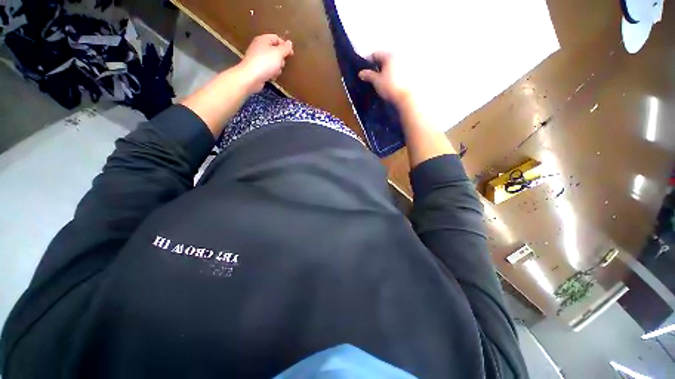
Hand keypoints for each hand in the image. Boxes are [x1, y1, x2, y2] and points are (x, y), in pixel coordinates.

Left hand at [238, 34, 293, 91]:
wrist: (251, 77)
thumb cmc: (265, 63)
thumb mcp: (278, 53)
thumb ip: (285, 48)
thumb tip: (289, 43)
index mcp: (263, 40)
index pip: (276, 38)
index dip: (284, 45)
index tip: (291, 54)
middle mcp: (259, 47)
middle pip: (275, 50)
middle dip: (280, 58)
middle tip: (281, 64)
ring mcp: (257, 58)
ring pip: (272, 61)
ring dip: (277, 67)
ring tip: (276, 71)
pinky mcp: (257, 69)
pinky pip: (268, 69)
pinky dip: (271, 73)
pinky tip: (271, 77)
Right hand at [358, 52, 414, 107]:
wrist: (407, 97)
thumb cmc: (390, 87)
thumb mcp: (376, 82)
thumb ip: (368, 75)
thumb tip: (361, 73)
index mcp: (389, 55)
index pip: (375, 54)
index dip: (368, 61)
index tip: (364, 70)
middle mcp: (398, 55)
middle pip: (385, 58)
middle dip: (378, 65)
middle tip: (372, 75)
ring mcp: (406, 63)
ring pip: (392, 64)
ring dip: (386, 70)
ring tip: (381, 79)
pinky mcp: (410, 72)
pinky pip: (398, 70)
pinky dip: (393, 73)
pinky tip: (390, 82)